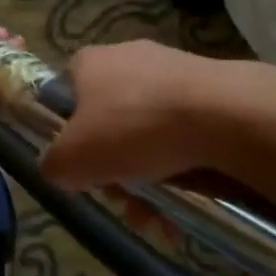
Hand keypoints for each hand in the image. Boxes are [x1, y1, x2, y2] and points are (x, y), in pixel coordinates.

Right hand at [40, 39, 227, 189]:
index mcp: (89, 62)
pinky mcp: (210, 88)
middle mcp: (128, 57)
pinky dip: (182, 167)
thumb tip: (59, 167)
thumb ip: (53, 164)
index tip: (85, 168)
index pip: (67, 94)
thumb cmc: (132, 128)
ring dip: (150, 180)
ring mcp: (172, 70)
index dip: (70, 135)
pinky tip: (191, 202)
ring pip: (148, 133)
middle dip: (116, 172)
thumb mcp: (72, 159)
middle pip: (109, 122)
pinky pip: (184, 132)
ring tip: (162, 219)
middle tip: (127, 204)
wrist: (222, 114)